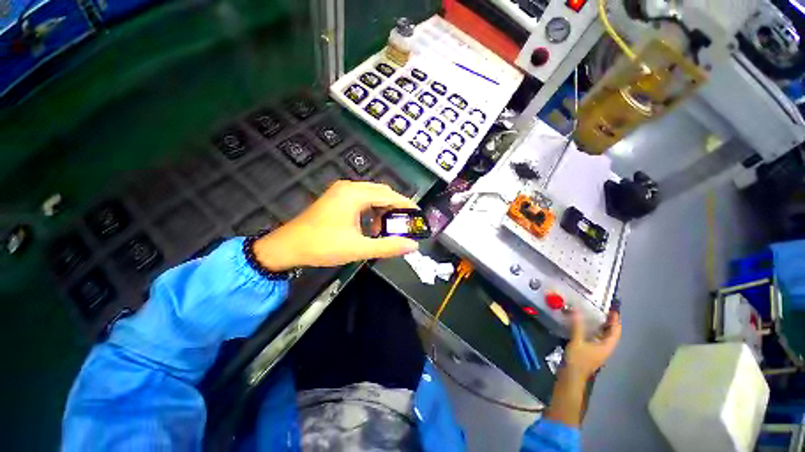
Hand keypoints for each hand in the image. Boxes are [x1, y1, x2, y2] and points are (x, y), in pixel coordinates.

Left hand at [253, 181, 419, 270]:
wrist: (287, 247)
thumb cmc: (322, 246)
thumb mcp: (358, 248)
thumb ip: (388, 246)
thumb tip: (412, 245)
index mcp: (355, 194)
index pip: (389, 195)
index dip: (406, 205)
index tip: (418, 215)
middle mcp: (349, 187)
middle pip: (382, 192)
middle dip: (395, 207)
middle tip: (405, 224)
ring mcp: (342, 191)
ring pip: (372, 196)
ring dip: (382, 210)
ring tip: (387, 228)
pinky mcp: (337, 198)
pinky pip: (362, 200)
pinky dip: (371, 210)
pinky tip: (371, 226)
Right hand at [563, 310, 621, 380]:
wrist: (571, 377)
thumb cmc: (577, 360)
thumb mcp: (577, 342)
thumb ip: (578, 326)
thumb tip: (577, 309)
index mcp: (606, 346)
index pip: (615, 332)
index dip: (615, 321)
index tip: (613, 309)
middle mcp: (605, 348)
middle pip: (610, 334)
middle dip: (609, 322)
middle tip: (603, 309)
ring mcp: (597, 351)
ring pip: (603, 336)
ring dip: (600, 326)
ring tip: (593, 314)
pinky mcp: (589, 352)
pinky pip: (595, 338)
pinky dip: (593, 330)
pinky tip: (584, 326)